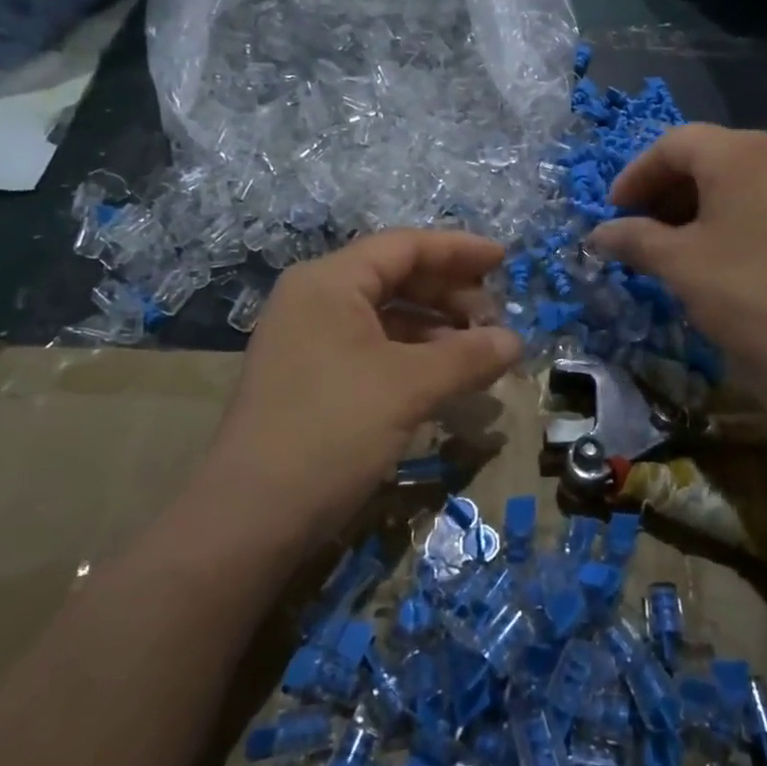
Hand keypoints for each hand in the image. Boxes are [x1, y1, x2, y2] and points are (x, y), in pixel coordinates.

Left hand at [206, 230, 521, 540]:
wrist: (250, 519)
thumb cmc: (332, 431)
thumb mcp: (409, 387)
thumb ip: (467, 356)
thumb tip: (515, 342)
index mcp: (329, 283)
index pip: (404, 246)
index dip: (458, 250)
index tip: (505, 260)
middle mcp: (314, 300)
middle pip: (394, 277)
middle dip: (449, 292)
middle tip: (495, 316)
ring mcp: (308, 341)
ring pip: (385, 316)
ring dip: (435, 328)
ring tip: (479, 350)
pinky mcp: (310, 378)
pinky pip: (372, 348)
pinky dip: (412, 356)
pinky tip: (444, 377)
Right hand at [589, 125, 766, 432]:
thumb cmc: (747, 296)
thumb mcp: (678, 264)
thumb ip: (633, 239)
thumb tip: (598, 234)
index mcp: (741, 152)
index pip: (673, 144)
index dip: (635, 175)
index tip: (612, 212)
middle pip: (708, 156)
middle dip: (665, 189)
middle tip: (637, 229)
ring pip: (738, 178)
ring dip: (696, 204)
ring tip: (671, 245)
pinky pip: (765, 199)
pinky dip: (731, 215)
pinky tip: (716, 253)